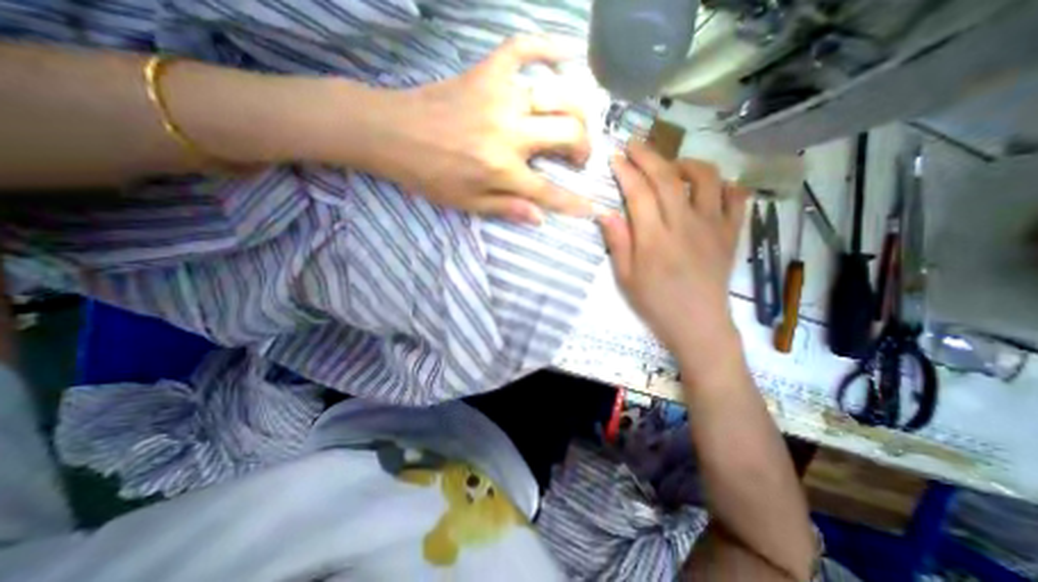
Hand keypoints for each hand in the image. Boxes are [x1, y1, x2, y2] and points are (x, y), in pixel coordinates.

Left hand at [366, 33, 591, 223]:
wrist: (392, 132)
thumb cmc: (430, 174)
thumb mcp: (468, 204)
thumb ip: (507, 209)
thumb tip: (540, 218)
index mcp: (502, 169)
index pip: (549, 191)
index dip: (574, 202)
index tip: (592, 207)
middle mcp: (509, 132)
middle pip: (568, 135)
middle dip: (583, 149)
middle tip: (578, 157)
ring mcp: (500, 96)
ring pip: (559, 96)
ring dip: (577, 113)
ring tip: (576, 124)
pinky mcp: (487, 71)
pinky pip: (525, 49)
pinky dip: (550, 46)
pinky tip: (570, 52)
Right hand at [602, 142, 746, 358]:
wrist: (698, 325)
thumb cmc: (655, 303)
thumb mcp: (625, 278)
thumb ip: (617, 242)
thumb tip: (605, 212)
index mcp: (655, 238)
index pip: (638, 192)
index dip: (626, 170)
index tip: (615, 156)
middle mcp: (685, 224)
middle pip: (667, 177)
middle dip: (648, 155)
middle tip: (634, 144)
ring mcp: (713, 226)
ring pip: (706, 178)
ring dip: (686, 163)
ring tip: (671, 164)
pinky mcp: (731, 233)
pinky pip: (736, 198)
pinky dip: (724, 184)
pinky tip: (709, 188)